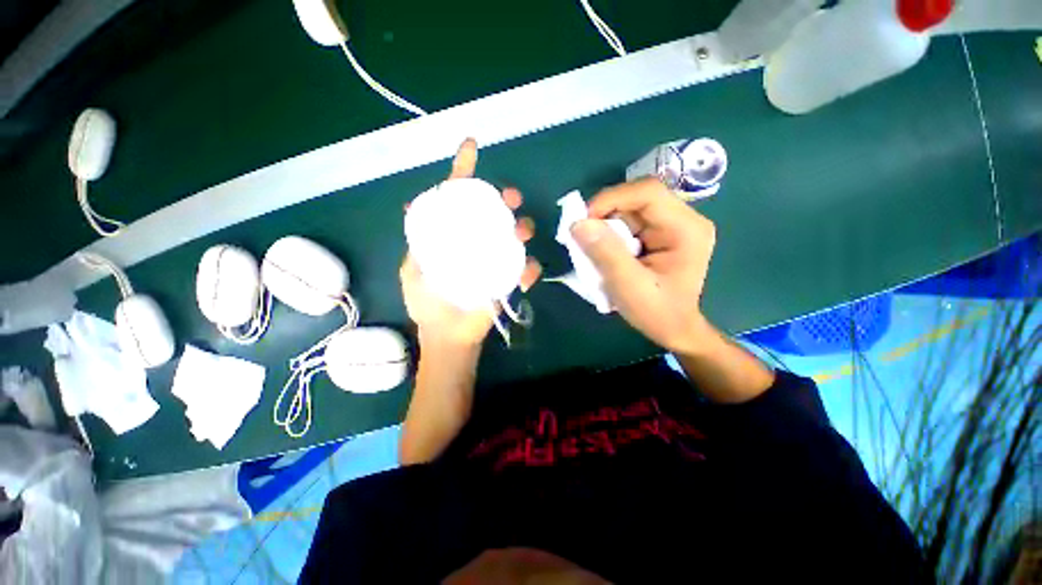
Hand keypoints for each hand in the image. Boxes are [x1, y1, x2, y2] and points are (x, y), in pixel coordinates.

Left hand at [400, 138, 541, 348]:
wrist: (449, 336)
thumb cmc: (428, 304)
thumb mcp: (414, 269)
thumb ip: (418, 242)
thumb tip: (413, 208)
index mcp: (453, 236)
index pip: (457, 199)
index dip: (463, 173)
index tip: (471, 147)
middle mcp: (477, 242)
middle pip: (493, 213)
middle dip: (505, 199)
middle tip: (511, 199)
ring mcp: (496, 260)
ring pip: (515, 235)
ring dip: (523, 228)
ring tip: (521, 232)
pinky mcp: (510, 280)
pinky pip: (526, 269)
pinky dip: (530, 269)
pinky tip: (527, 272)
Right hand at [572, 177, 715, 354]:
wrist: (673, 330)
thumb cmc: (657, 312)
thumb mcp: (628, 286)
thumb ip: (605, 253)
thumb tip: (578, 223)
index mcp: (685, 229)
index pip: (647, 193)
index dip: (611, 199)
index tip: (583, 220)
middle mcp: (682, 220)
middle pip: (637, 200)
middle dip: (605, 214)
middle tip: (581, 235)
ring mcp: (671, 226)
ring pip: (629, 211)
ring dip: (605, 226)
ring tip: (589, 248)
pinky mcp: (659, 235)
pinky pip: (628, 224)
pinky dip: (610, 234)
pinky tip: (602, 251)